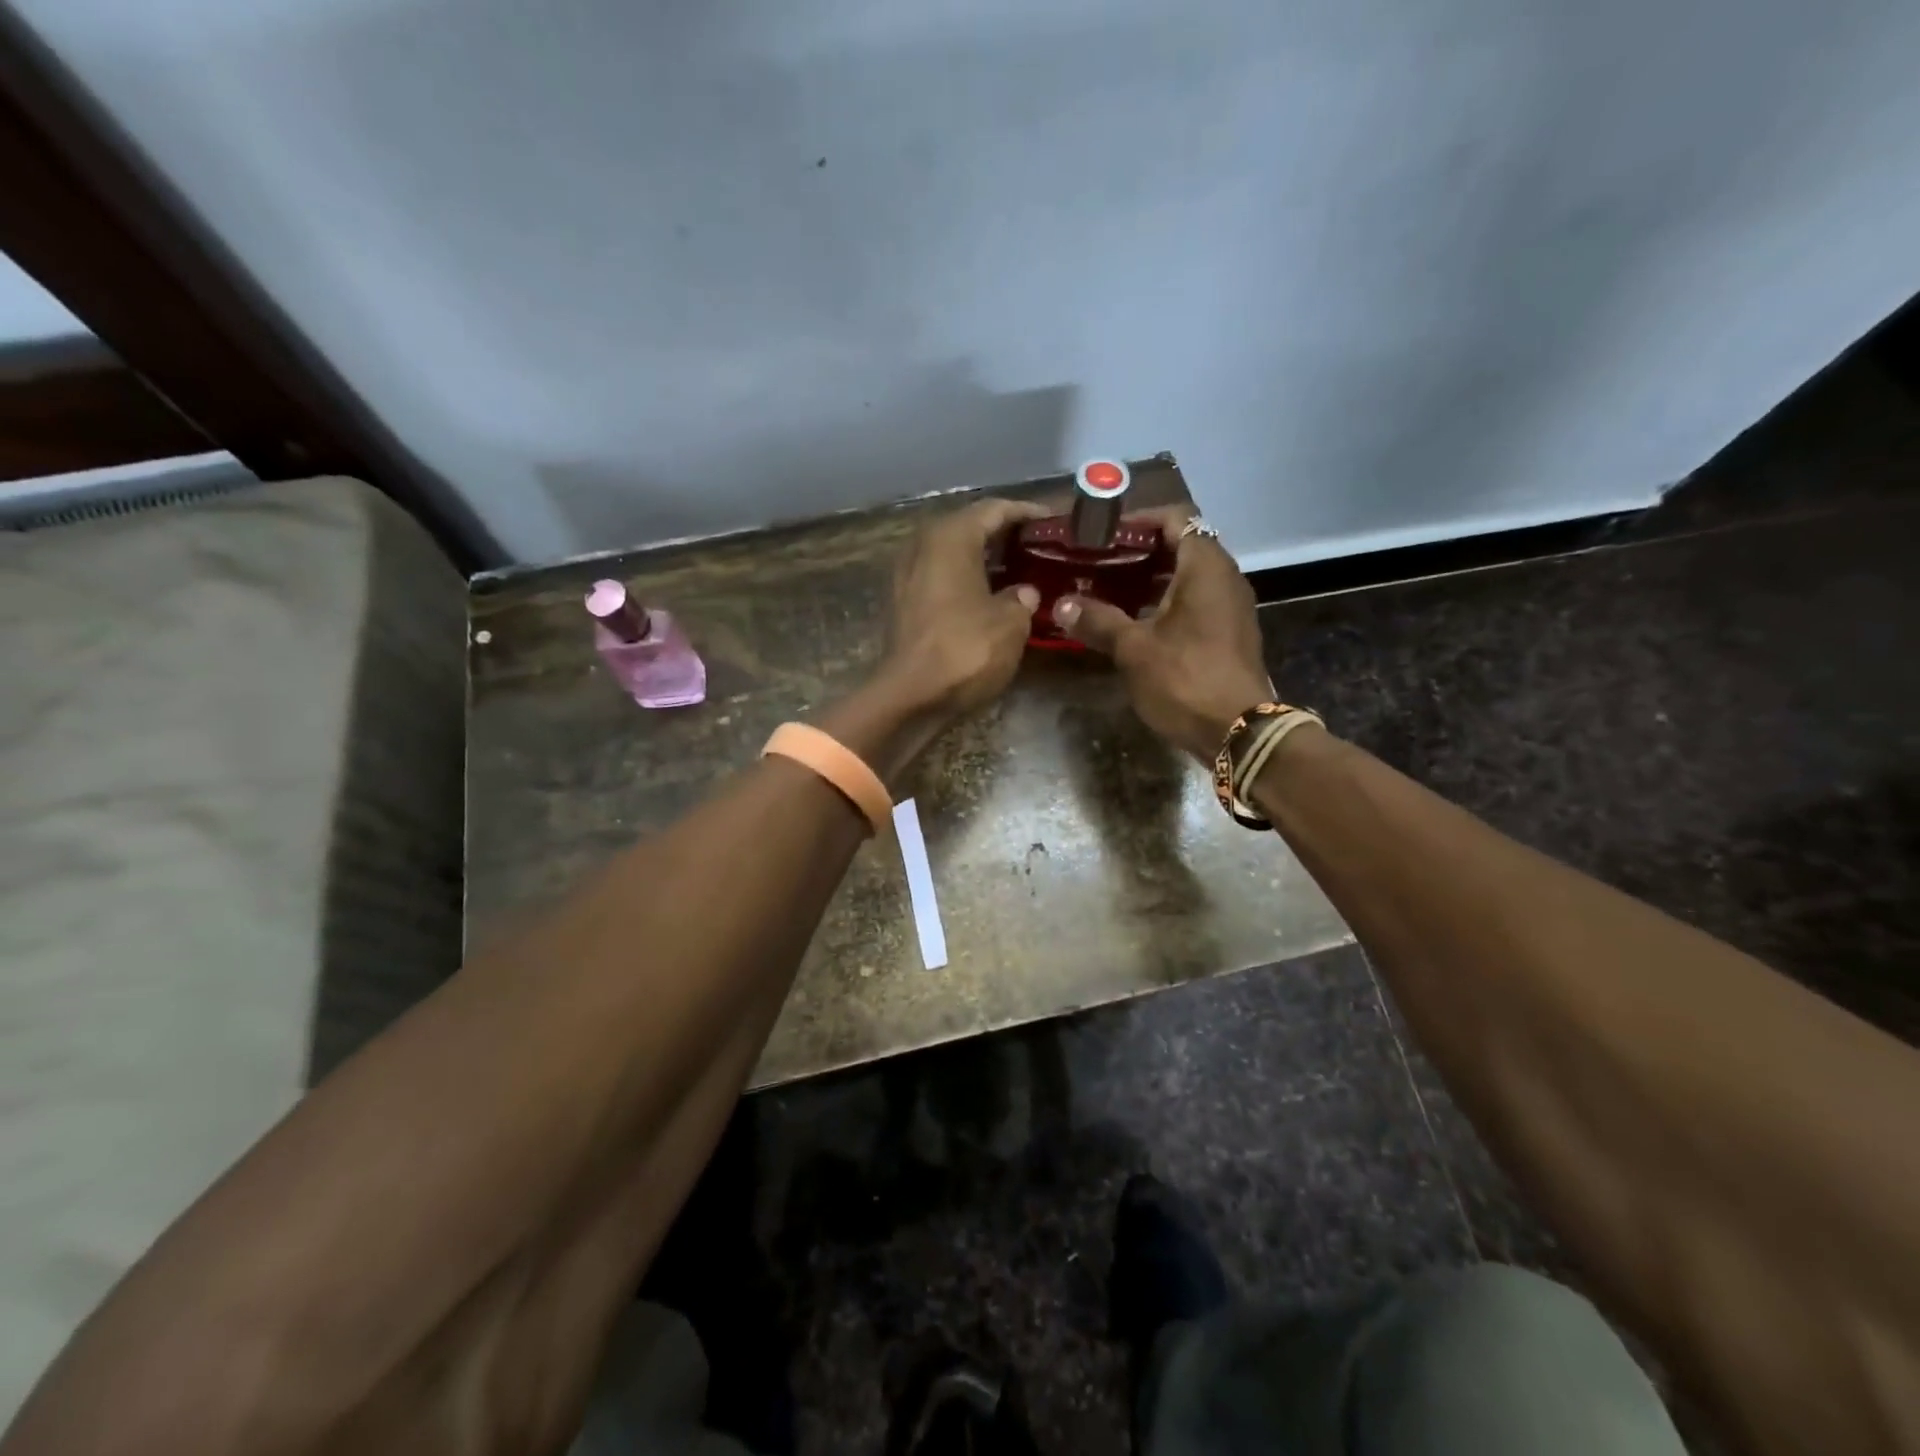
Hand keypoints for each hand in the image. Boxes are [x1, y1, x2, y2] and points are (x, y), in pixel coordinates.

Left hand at [879, 498, 1047, 718]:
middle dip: (1004, 534)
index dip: (1026, 513)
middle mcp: (923, 546)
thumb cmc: (965, 650)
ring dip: (984, 559)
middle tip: (1038, 545)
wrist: (910, 696)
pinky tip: (990, 596)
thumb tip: (1024, 593)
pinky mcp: (903, 603)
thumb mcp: (1010, 623)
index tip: (1053, 521)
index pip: (994, 510)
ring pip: (953, 554)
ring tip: (1020, 569)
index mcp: (951, 537)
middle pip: (970, 527)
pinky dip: (966, 580)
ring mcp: (907, 575)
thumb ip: (1022, 599)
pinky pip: (942, 578)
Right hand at [1055, 508, 1272, 760]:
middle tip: (1098, 564)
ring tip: (1108, 592)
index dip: (1138, 521)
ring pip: (1187, 577)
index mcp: (1205, 566)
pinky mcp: (1228, 633)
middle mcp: (1224, 577)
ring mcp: (1230, 606)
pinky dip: (1165, 603)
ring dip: (1150, 580)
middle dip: (1138, 553)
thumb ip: (1098, 620)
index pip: (1175, 518)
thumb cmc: (1185, 679)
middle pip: (1180, 546)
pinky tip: (1135, 623)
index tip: (1104, 536)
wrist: (1239, 731)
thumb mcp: (1133, 649)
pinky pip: (1195, 602)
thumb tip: (1062, 604)